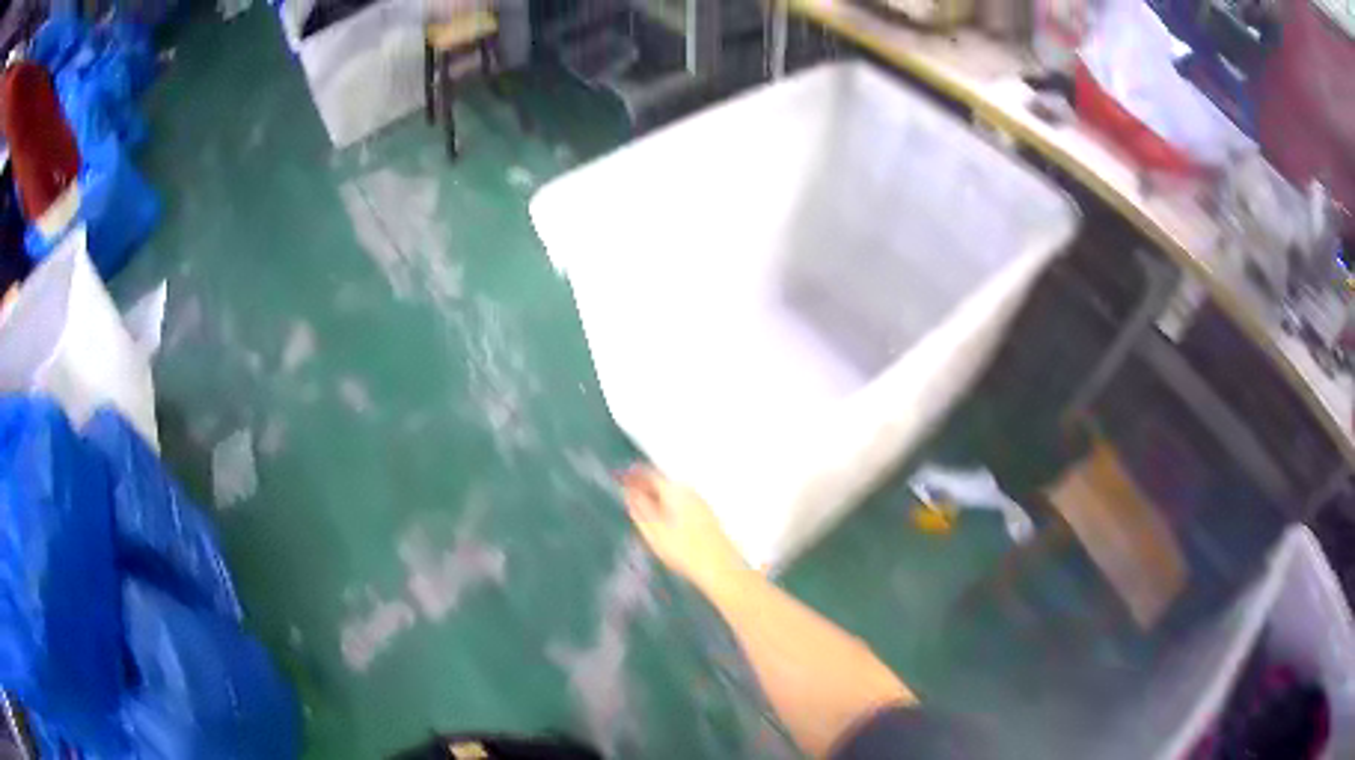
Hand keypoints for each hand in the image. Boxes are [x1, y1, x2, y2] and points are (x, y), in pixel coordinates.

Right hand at [620, 465, 749, 590]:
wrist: (719, 567)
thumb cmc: (686, 551)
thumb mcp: (654, 532)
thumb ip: (639, 509)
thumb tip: (629, 494)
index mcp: (674, 491)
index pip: (649, 475)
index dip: (632, 476)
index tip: (620, 479)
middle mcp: (689, 492)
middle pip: (662, 484)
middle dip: (645, 489)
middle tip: (629, 498)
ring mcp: (700, 503)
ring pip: (672, 495)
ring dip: (657, 501)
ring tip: (644, 515)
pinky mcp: (706, 516)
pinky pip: (682, 505)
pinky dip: (669, 509)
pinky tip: (665, 526)